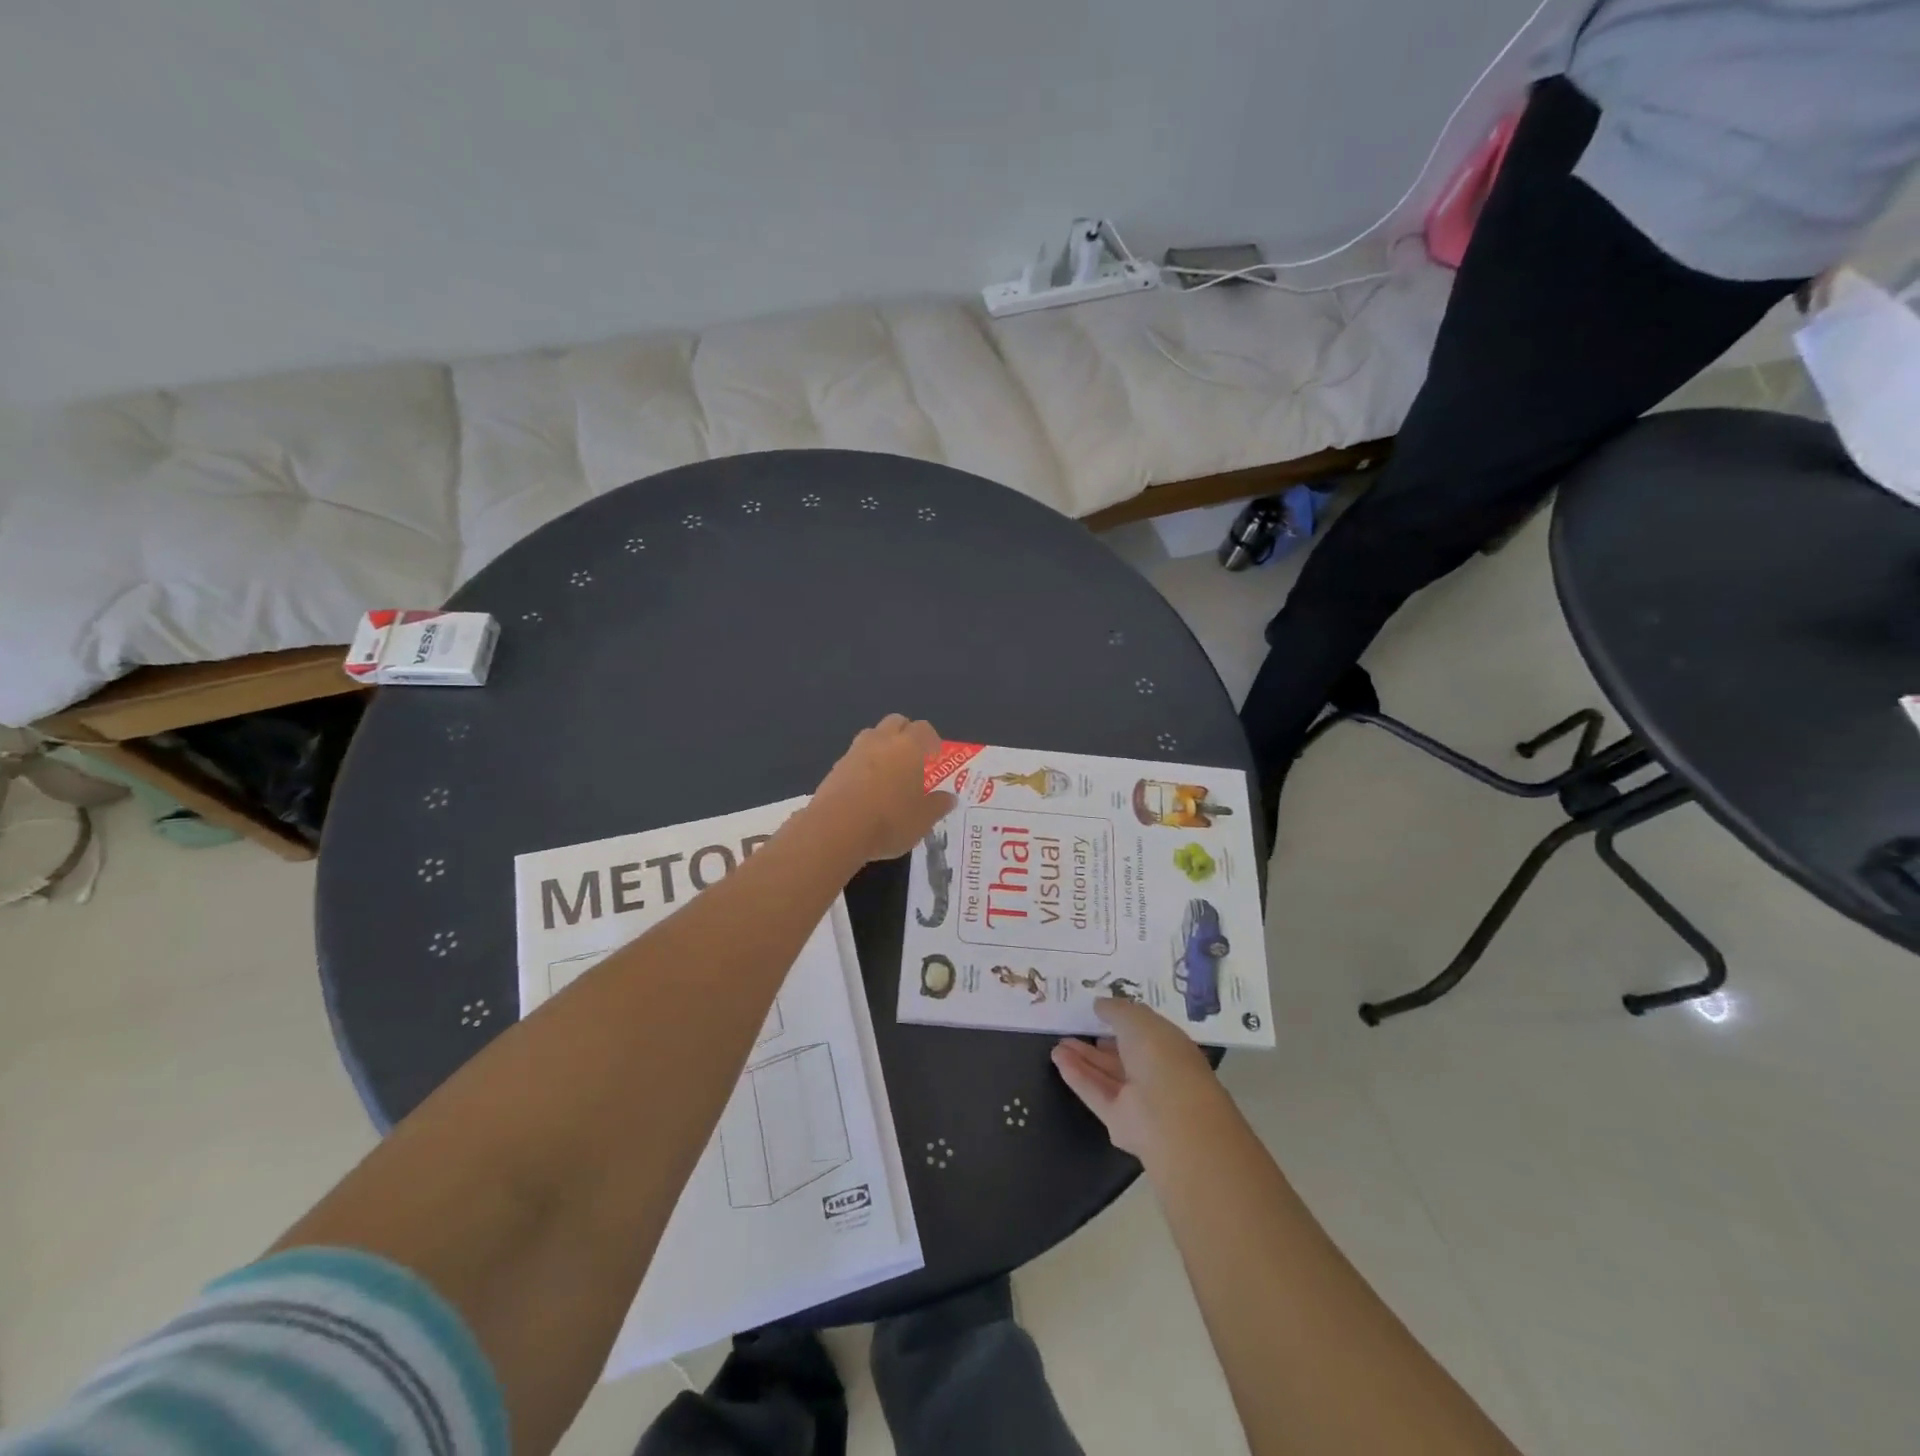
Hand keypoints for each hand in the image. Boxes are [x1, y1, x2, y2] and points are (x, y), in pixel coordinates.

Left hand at [808, 715, 957, 863]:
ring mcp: (854, 752)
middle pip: (896, 722)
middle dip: (906, 734)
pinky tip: (866, 788)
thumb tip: (949, 797)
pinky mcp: (835, 768)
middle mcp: (881, 741)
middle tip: (913, 758)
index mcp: (908, 747)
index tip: (935, 757)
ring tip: (889, 771)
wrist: (835, 829)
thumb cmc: (889, 820)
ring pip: (872, 735)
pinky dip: (864, 764)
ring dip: (882, 746)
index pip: (924, 729)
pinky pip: (855, 757)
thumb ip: (938, 805)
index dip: (932, 741)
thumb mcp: (923, 819)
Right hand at [1052, 999, 1231, 1163]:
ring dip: (1083, 1059)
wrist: (1171, 1117)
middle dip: (1097, 1042)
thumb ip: (1116, 1010)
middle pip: (1122, 1055)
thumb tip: (1099, 1005)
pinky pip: (1096, 1093)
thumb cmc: (1161, 1056)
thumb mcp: (1137, 1019)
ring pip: (1106, 1075)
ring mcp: (1138, 1099)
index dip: (1122, 1020)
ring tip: (1058, 1044)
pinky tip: (1058, 1059)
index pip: (1144, 1032)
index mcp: (1168, 1046)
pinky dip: (1077, 1076)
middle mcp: (1155, 1072)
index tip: (1098, 1011)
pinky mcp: (1120, 1121)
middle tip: (1071, 1029)